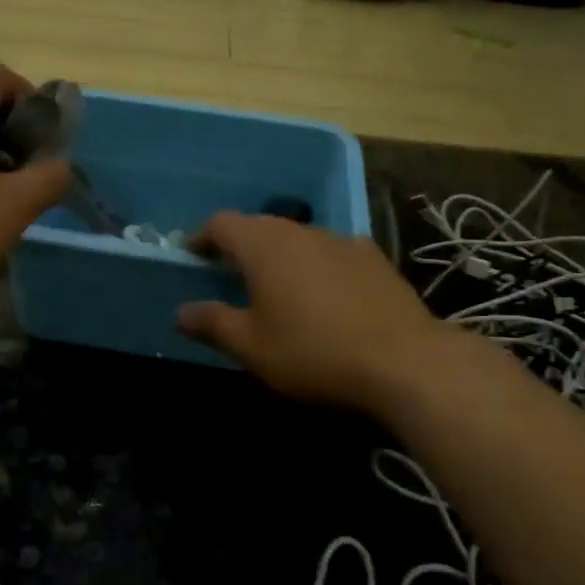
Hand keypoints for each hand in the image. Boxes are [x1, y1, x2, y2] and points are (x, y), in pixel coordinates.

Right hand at [177, 212, 454, 410]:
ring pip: (296, 236)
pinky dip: (314, 263)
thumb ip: (213, 323)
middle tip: (227, 272)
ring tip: (274, 284)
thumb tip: (181, 312)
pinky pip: (330, 251)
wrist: (404, 360)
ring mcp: (340, 240)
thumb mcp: (252, 346)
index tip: (191, 256)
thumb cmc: (313, 352)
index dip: (201, 237)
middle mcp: (300, 231)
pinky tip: (323, 292)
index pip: (221, 223)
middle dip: (238, 244)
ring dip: (278, 253)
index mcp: (263, 246)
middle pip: (259, 225)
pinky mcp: (371, 257)